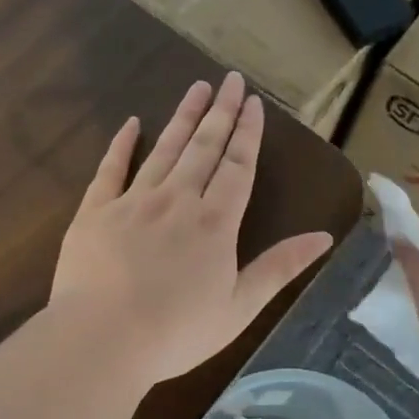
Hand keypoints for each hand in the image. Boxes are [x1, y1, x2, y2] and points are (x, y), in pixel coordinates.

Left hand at [51, 74, 334, 388]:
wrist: (102, 339)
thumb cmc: (176, 331)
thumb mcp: (240, 307)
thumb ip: (279, 267)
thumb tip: (323, 236)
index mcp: (215, 223)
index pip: (237, 167)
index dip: (248, 134)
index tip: (254, 103)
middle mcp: (177, 200)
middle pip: (204, 147)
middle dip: (221, 112)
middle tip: (231, 80)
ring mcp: (134, 201)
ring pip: (164, 149)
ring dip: (183, 117)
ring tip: (197, 88)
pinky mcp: (95, 210)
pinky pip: (111, 168)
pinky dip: (122, 144)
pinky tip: (132, 122)